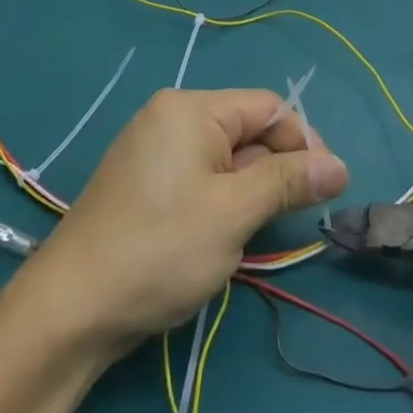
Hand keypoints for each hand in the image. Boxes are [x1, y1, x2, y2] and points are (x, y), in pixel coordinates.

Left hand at [22, 88, 348, 351]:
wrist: (73, 305)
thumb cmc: (161, 249)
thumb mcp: (234, 213)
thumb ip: (287, 182)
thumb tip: (339, 165)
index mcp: (191, 108)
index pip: (266, 107)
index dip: (303, 142)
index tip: (328, 188)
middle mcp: (171, 117)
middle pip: (245, 131)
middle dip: (273, 172)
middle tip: (286, 222)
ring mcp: (153, 150)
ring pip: (224, 160)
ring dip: (247, 193)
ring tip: (246, 236)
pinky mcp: (144, 182)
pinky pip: (199, 178)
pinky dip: (220, 203)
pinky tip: (216, 239)